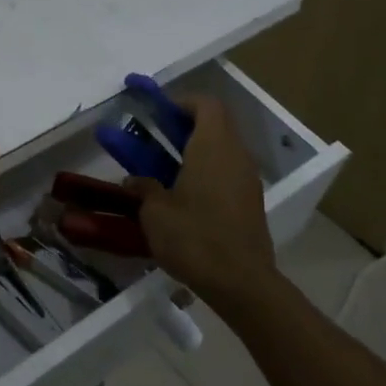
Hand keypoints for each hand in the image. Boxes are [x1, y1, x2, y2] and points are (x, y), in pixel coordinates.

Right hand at [124, 95, 277, 308]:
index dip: (181, 102)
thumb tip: (135, 180)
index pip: (205, 104)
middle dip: (184, 127)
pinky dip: (206, 173)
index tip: (157, 113)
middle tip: (155, 138)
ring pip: (221, 150)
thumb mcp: (155, 212)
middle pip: (214, 125)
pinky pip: (226, 174)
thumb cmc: (195, 237)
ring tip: (164, 168)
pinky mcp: (250, 203)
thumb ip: (143, 188)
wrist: (241, 283)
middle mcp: (235, 155)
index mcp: (213, 146)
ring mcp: (247, 180)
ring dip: (195, 151)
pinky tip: (183, 197)